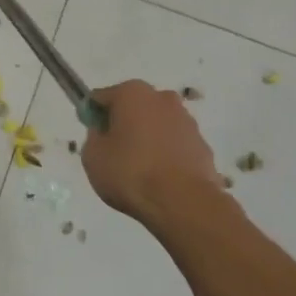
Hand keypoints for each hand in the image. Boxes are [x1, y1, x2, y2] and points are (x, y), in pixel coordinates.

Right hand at [81, 80, 226, 227]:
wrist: (182, 202)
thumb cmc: (130, 172)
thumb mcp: (93, 156)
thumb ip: (94, 137)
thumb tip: (103, 132)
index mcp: (132, 93)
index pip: (101, 97)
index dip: (92, 116)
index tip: (92, 137)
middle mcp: (162, 98)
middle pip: (133, 107)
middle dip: (123, 124)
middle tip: (114, 153)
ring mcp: (187, 120)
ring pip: (156, 124)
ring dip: (147, 138)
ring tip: (139, 169)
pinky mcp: (202, 144)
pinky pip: (174, 144)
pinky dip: (165, 154)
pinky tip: (160, 177)